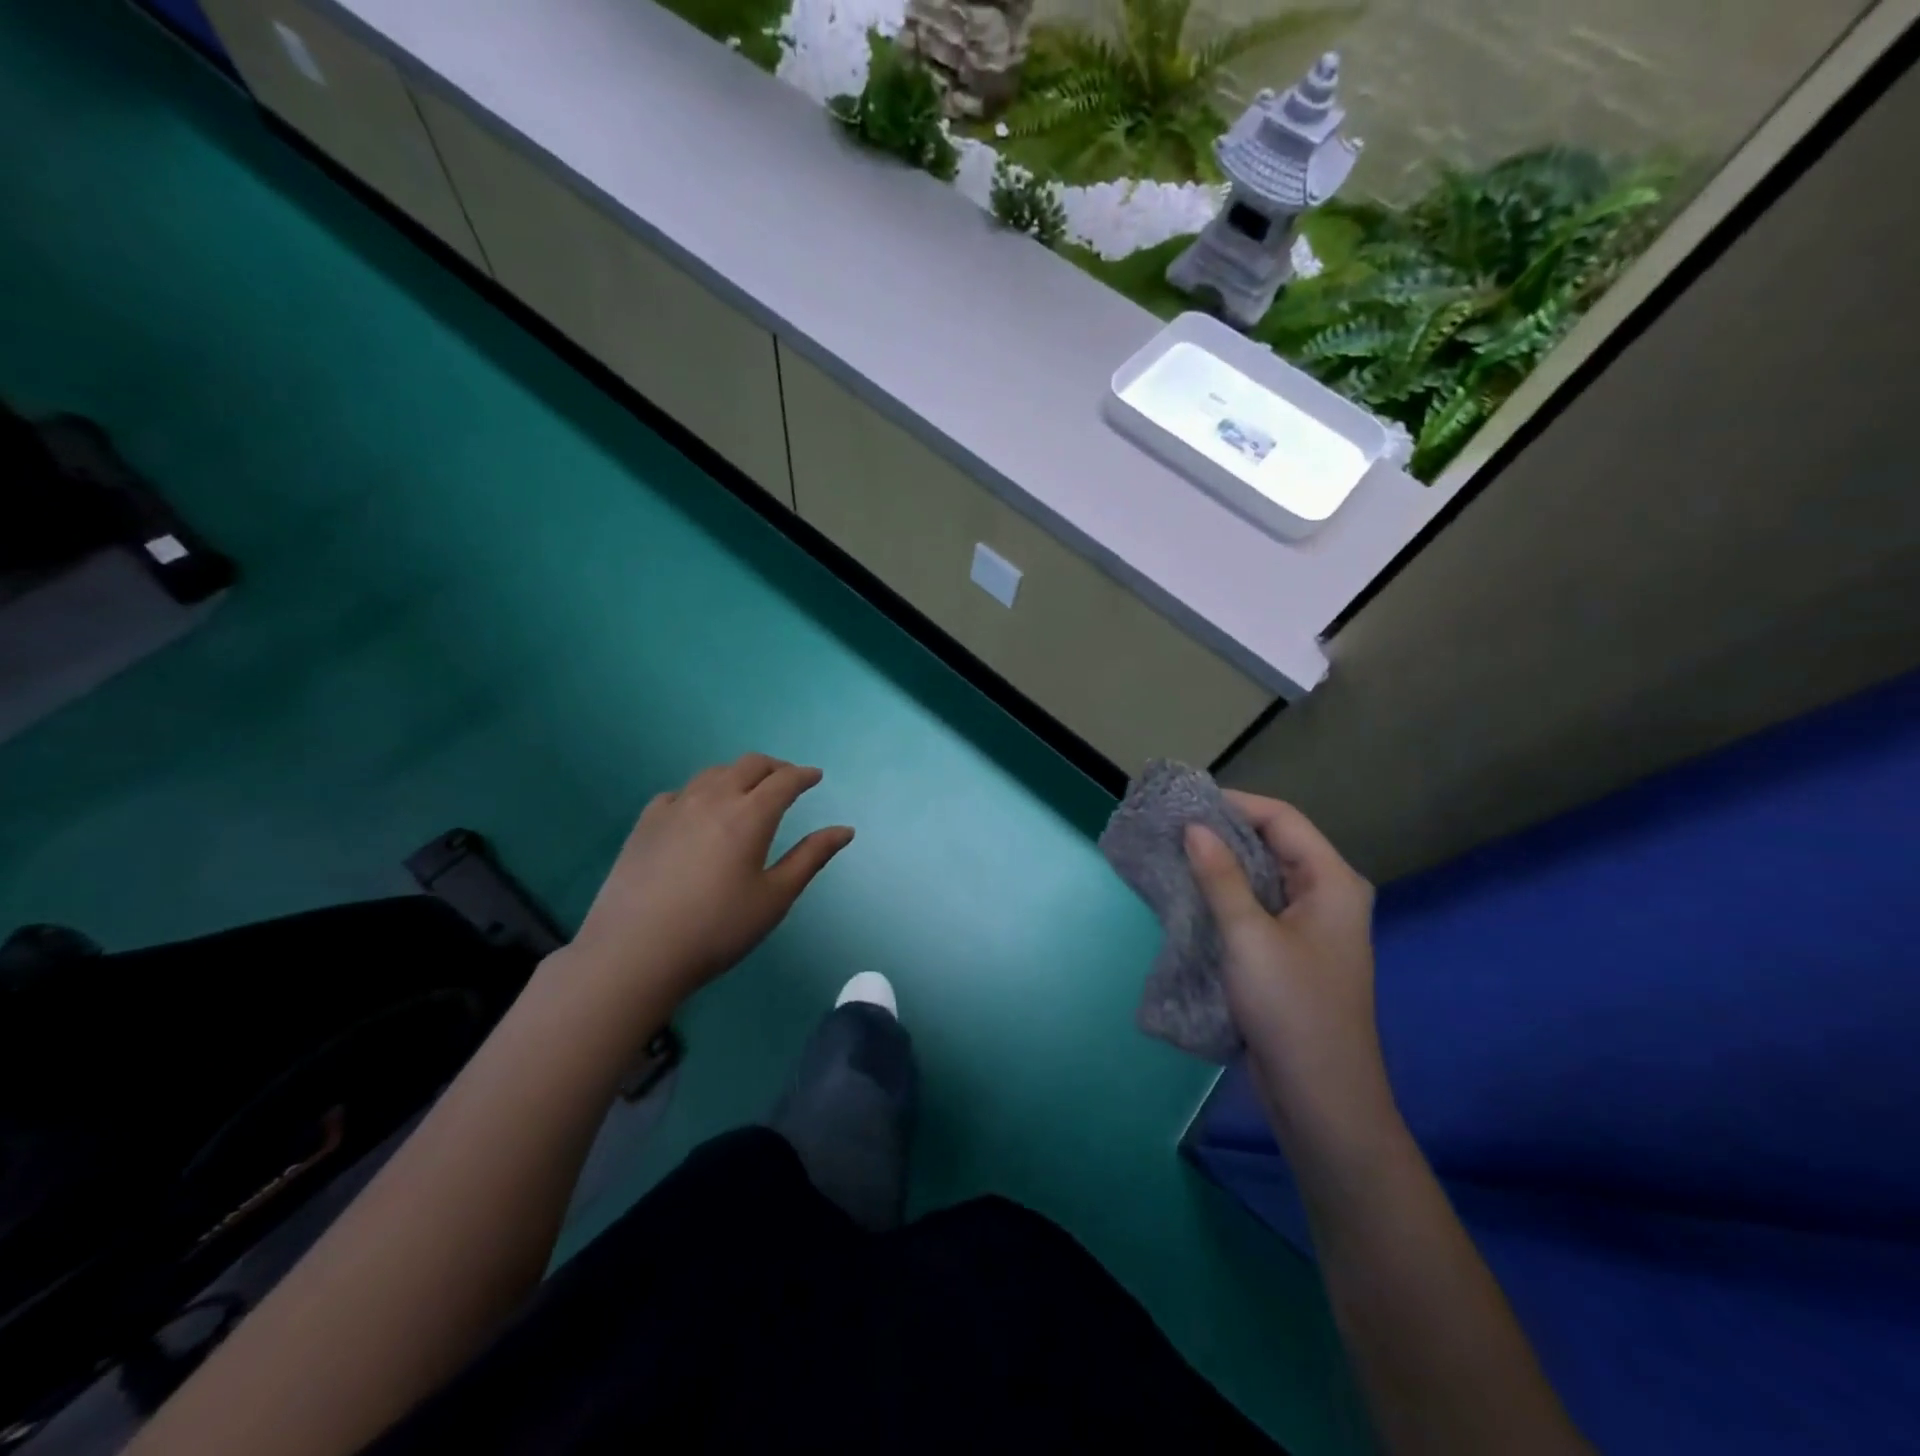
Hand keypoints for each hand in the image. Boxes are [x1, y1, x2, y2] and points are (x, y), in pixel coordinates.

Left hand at [561, 754, 853, 1012]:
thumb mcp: (775, 898)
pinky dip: (700, 792)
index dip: (803, 775)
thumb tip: (845, 830)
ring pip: (713, 773)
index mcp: (750, 815)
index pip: (784, 780)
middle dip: (774, 767)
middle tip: (787, 779)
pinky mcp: (645, 823)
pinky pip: (680, 792)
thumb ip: (811, 858)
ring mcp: (674, 807)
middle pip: (749, 765)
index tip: (815, 777)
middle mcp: (713, 799)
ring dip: (738, 774)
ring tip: (747, 791)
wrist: (635, 952)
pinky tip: (698, 811)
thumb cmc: (717, 929)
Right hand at [1185, 794, 1388, 1142]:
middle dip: (1224, 832)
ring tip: (1172, 853)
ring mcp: (1310, 926)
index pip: (1282, 819)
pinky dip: (1226, 895)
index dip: (1235, 804)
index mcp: (1333, 882)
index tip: (1184, 803)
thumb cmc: (1291, 1010)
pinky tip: (1191, 894)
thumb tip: (1194, 827)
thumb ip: (1221, 877)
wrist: (1322, 1099)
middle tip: (1171, 825)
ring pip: (1262, 877)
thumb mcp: (1249, 937)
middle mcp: (1327, 895)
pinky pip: (1257, 907)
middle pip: (1273, 844)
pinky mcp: (1291, 952)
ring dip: (1221, 864)